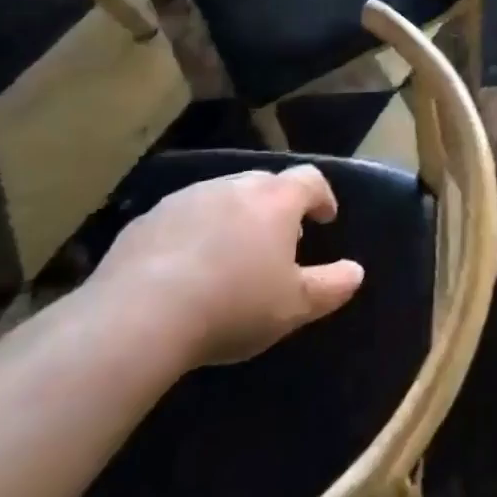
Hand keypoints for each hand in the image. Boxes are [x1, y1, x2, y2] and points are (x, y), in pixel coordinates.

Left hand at [85, 167, 363, 368]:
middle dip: (277, 207)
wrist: (139, 316)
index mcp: (276, 200)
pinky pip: (183, 217)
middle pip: (265, 184)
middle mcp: (235, 187)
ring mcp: (188, 198)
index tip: (324, 217)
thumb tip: (356, 271)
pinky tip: (184, 267)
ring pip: (222, 197)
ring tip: (231, 255)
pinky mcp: (148, 218)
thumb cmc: (232, 305)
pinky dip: (193, 232)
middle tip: (279, 239)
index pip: (310, 180)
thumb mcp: (293, 307)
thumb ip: (330, 286)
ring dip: (234, 217)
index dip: (321, 196)